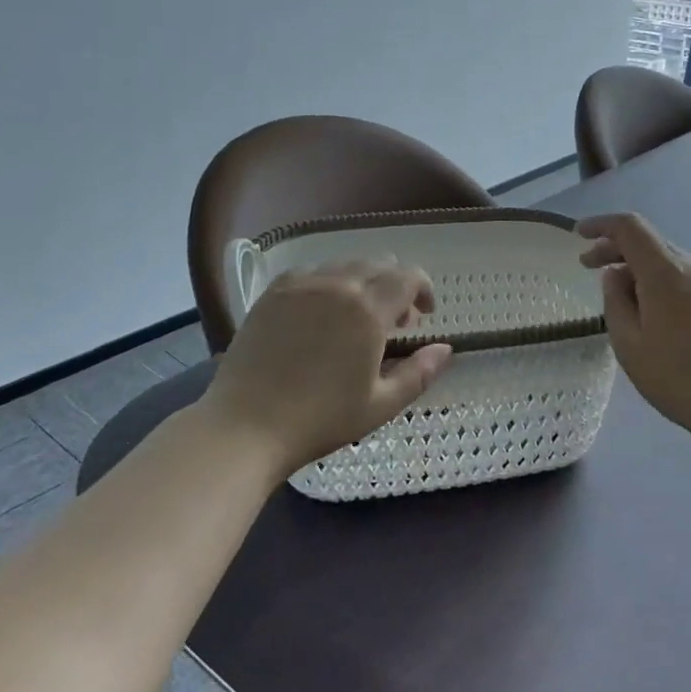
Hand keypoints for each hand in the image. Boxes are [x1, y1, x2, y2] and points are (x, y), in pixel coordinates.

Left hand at [200, 260, 453, 475]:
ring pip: (345, 265)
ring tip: (357, 316)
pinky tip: (322, 311)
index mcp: (368, 310)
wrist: (245, 427)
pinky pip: (312, 272)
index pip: (408, 277)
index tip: (424, 315)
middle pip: (379, 264)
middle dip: (395, 286)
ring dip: (363, 282)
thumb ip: (420, 373)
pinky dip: (328, 282)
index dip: (424, 289)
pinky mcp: (273, 292)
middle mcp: (337, 285)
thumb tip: (445, 348)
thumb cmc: (320, 420)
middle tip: (394, 322)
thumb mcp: (380, 405)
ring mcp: (301, 285)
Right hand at [578, 213, 690, 460]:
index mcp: (664, 271)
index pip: (630, 227)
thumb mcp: (630, 346)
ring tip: (624, 300)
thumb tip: (615, 275)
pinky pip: (690, 281)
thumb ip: (616, 302)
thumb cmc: (680, 378)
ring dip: (641, 270)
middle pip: (650, 242)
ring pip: (671, 263)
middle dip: (617, 249)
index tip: (580, 235)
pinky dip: (665, 285)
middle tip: (590, 268)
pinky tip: (660, 316)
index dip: (601, 225)